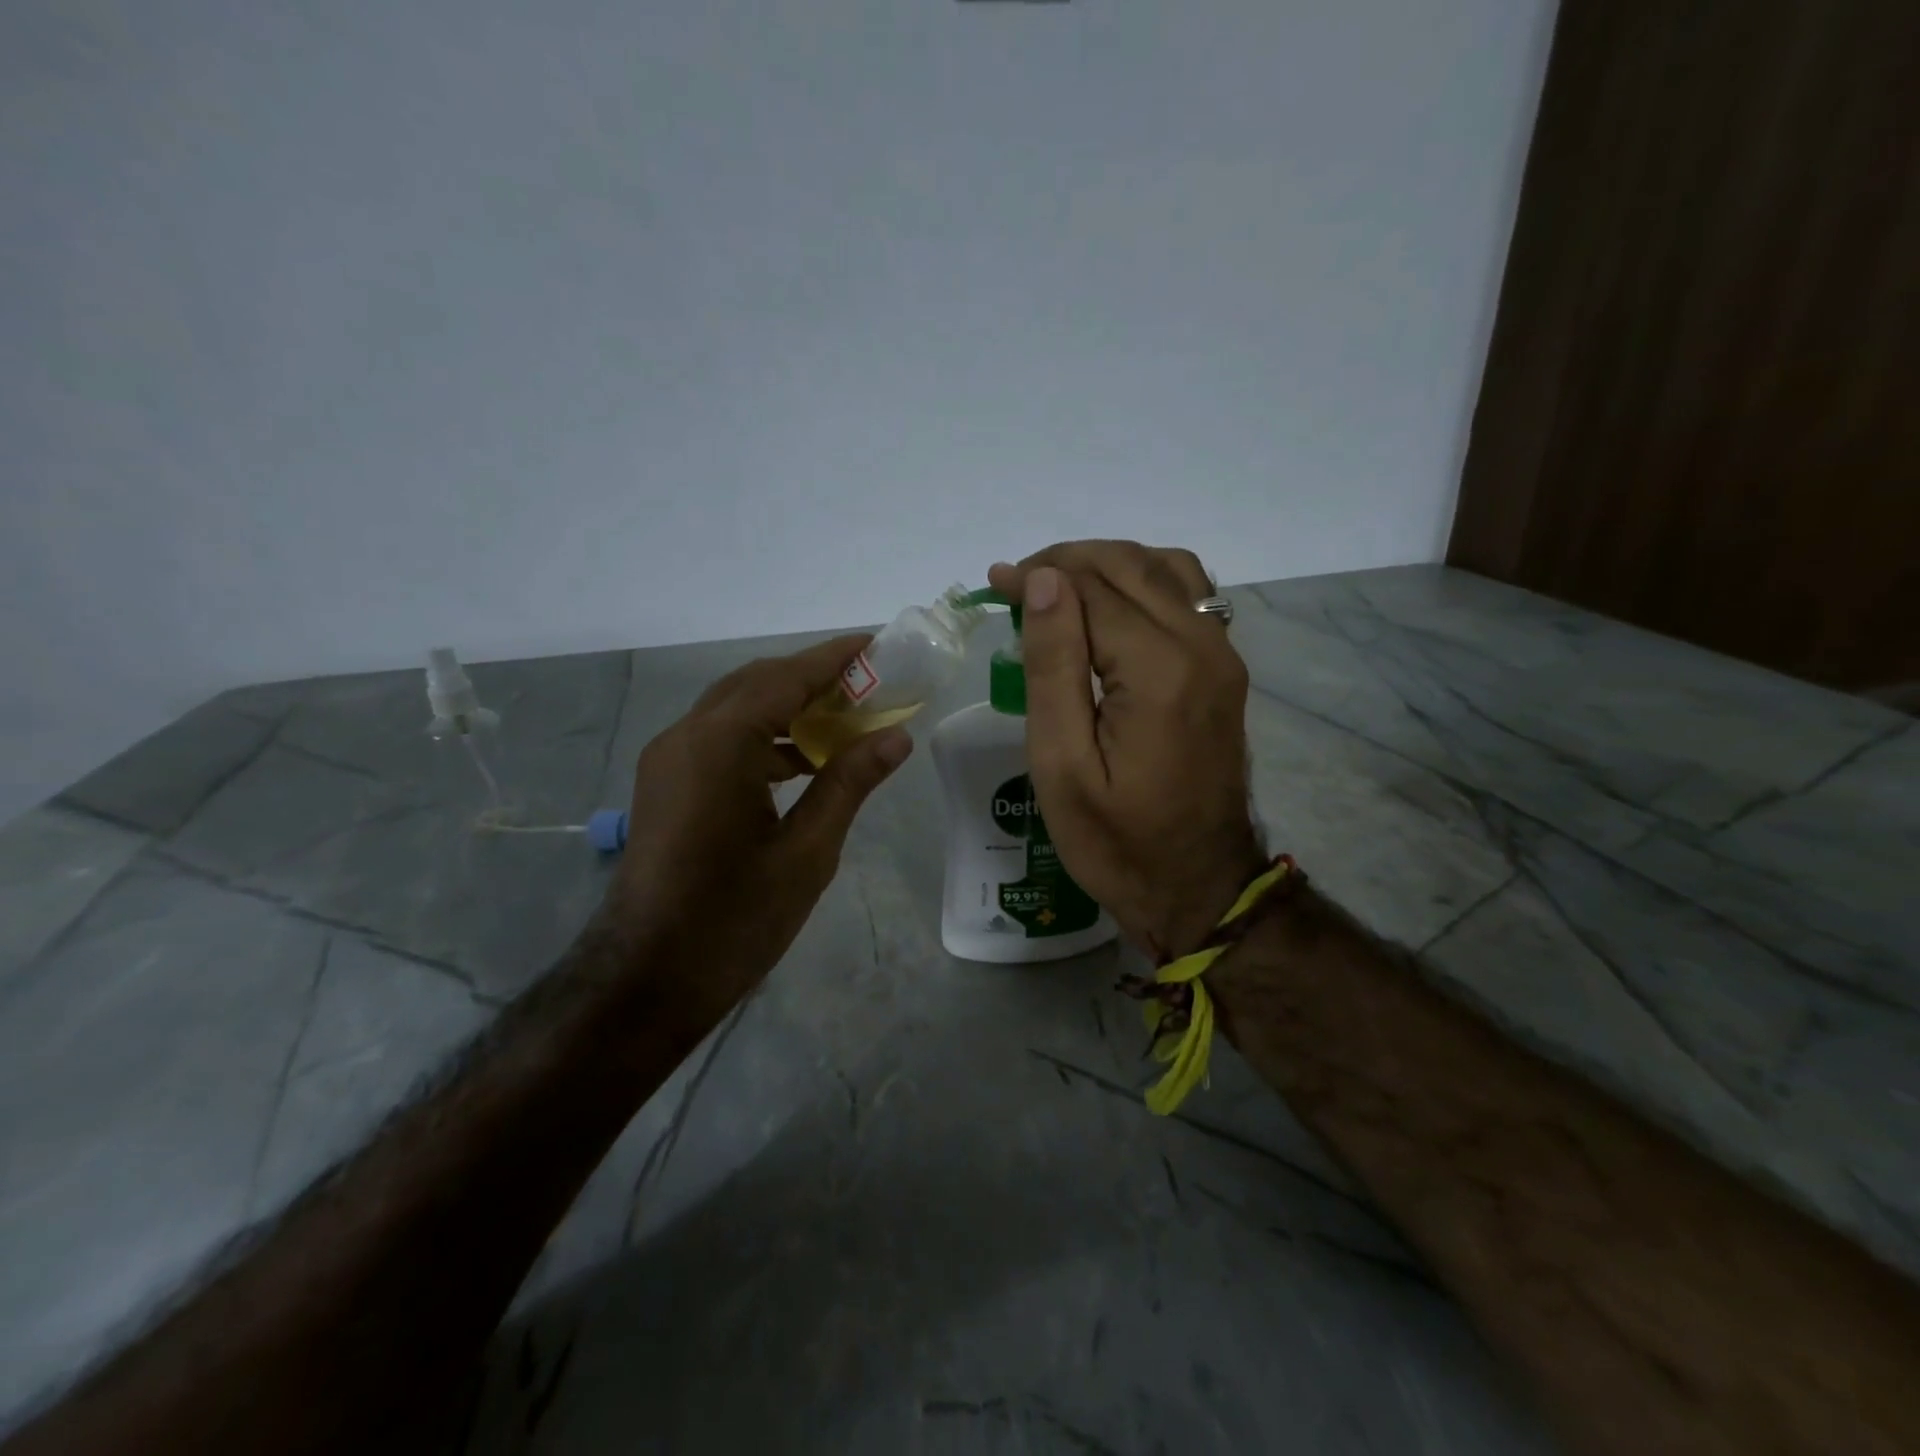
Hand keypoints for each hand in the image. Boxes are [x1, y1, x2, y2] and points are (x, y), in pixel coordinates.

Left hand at [601, 635, 912, 1020]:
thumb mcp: (807, 852)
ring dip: (788, 707)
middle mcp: (686, 737)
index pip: (785, 679)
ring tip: (845, 718)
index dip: (834, 658)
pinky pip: (720, 739)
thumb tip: (896, 738)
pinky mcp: (667, 784)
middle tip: (869, 682)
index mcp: (719, 745)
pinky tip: (803, 760)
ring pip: (736, 710)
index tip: (877, 643)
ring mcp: (669, 760)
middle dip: (812, 678)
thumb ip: (849, 784)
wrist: (647, 979)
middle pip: (756, 684)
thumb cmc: (734, 919)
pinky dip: (764, 736)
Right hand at [989, 542, 1264, 960]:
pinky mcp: (1225, 671)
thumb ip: (1053, 666)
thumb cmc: (1117, 840)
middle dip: (1069, 561)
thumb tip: (1045, 581)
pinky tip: (1112, 609)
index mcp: (1159, 670)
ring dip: (1109, 565)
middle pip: (1131, 566)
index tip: (994, 584)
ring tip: (1061, 590)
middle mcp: (1202, 647)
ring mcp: (1223, 657)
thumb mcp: (1062, 764)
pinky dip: (1144, 583)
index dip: (1039, 576)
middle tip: (1018, 583)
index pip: (1092, 589)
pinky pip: (1190, 597)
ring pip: (1167, 570)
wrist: (1199, 886)